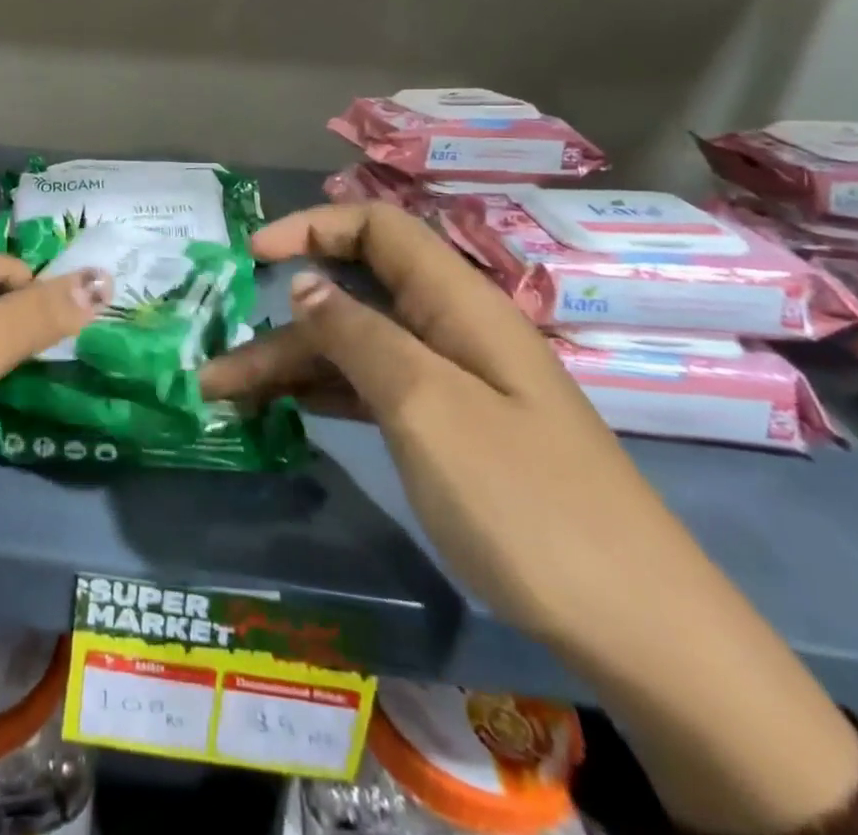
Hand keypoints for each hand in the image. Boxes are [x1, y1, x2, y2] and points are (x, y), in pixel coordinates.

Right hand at [201, 202, 857, 834]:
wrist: (640, 631)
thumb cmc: (525, 502)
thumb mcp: (426, 407)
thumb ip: (358, 335)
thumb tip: (304, 283)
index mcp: (458, 303)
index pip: (377, 228)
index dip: (312, 227)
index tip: (252, 256)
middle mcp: (452, 330)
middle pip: (354, 296)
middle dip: (283, 321)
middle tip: (217, 368)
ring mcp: (453, 383)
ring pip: (357, 348)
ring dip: (292, 364)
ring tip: (228, 398)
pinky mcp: (451, 430)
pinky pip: (374, 390)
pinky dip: (325, 394)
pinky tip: (284, 413)